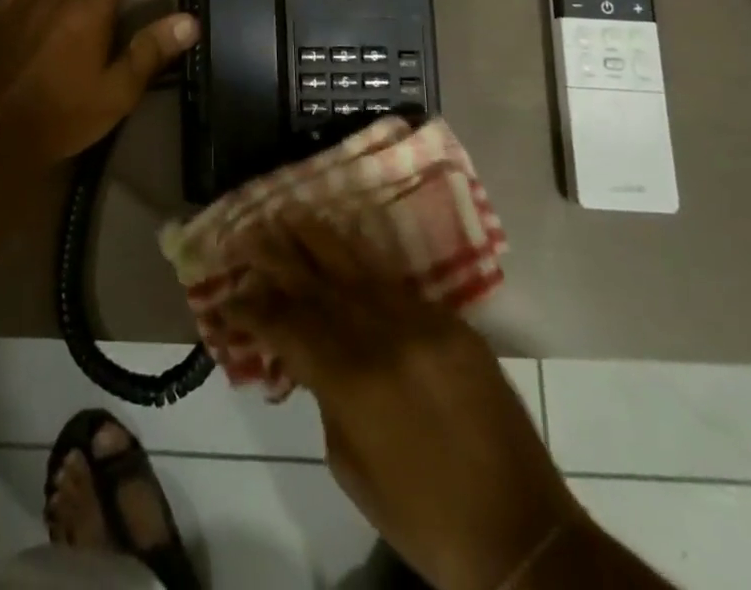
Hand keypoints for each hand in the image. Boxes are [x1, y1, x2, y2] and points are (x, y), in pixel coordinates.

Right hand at [222, 214, 578, 589]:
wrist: (524, 536)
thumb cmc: (426, 519)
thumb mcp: (352, 469)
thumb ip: (325, 399)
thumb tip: (308, 355)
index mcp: (353, 382)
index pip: (287, 326)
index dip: (251, 309)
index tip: (226, 296)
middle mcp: (383, 338)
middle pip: (316, 283)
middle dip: (275, 257)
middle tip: (245, 233)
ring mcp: (422, 324)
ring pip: (356, 267)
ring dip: (316, 240)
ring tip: (287, 214)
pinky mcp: (451, 323)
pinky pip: (396, 283)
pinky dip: (363, 264)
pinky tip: (343, 247)